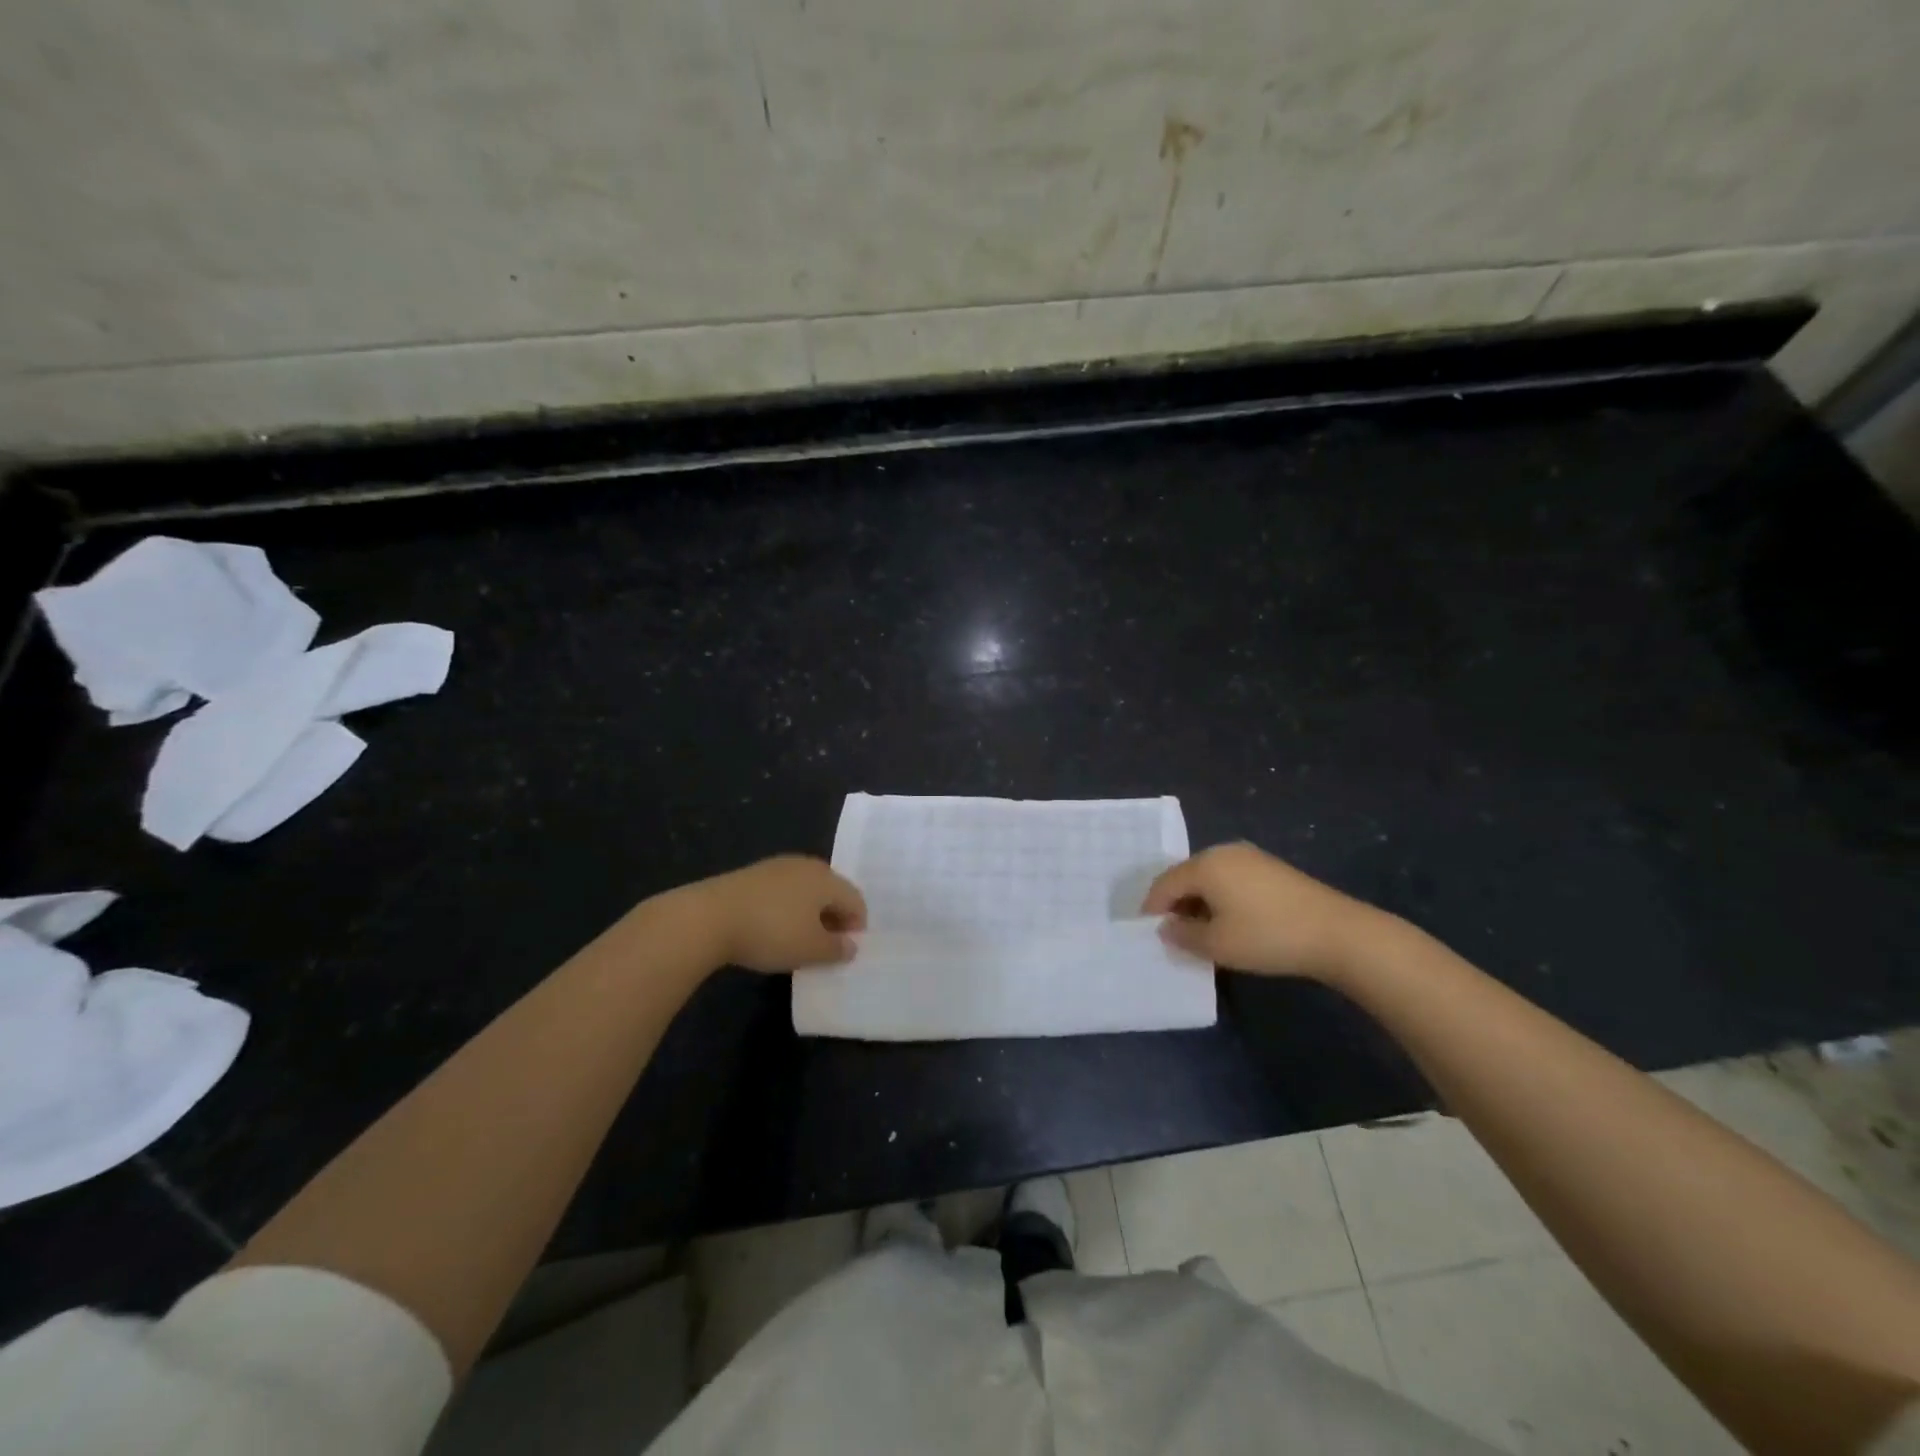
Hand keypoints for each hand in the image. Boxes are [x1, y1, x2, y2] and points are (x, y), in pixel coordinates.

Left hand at [684, 855, 867, 972]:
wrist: (708, 917)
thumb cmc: (771, 932)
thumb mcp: (810, 949)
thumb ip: (837, 949)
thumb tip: (851, 945)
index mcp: (826, 879)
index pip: (856, 900)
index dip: (857, 926)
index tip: (846, 951)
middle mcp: (806, 865)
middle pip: (831, 891)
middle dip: (833, 918)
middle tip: (826, 946)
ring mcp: (776, 867)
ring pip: (805, 890)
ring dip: (809, 914)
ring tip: (798, 940)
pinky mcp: (751, 875)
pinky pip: (781, 892)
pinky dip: (785, 909)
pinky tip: (772, 929)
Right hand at [1142, 842, 1392, 982]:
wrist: (1337, 933)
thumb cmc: (1267, 936)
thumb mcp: (1217, 944)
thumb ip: (1183, 935)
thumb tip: (1166, 927)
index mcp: (1205, 865)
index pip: (1165, 884)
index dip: (1152, 908)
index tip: (1147, 931)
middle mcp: (1223, 852)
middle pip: (1186, 876)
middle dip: (1176, 903)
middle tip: (1172, 933)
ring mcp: (1250, 857)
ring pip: (1210, 878)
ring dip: (1199, 902)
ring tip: (1200, 931)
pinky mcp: (1271, 868)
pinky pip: (1231, 879)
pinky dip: (1221, 898)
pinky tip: (1230, 921)